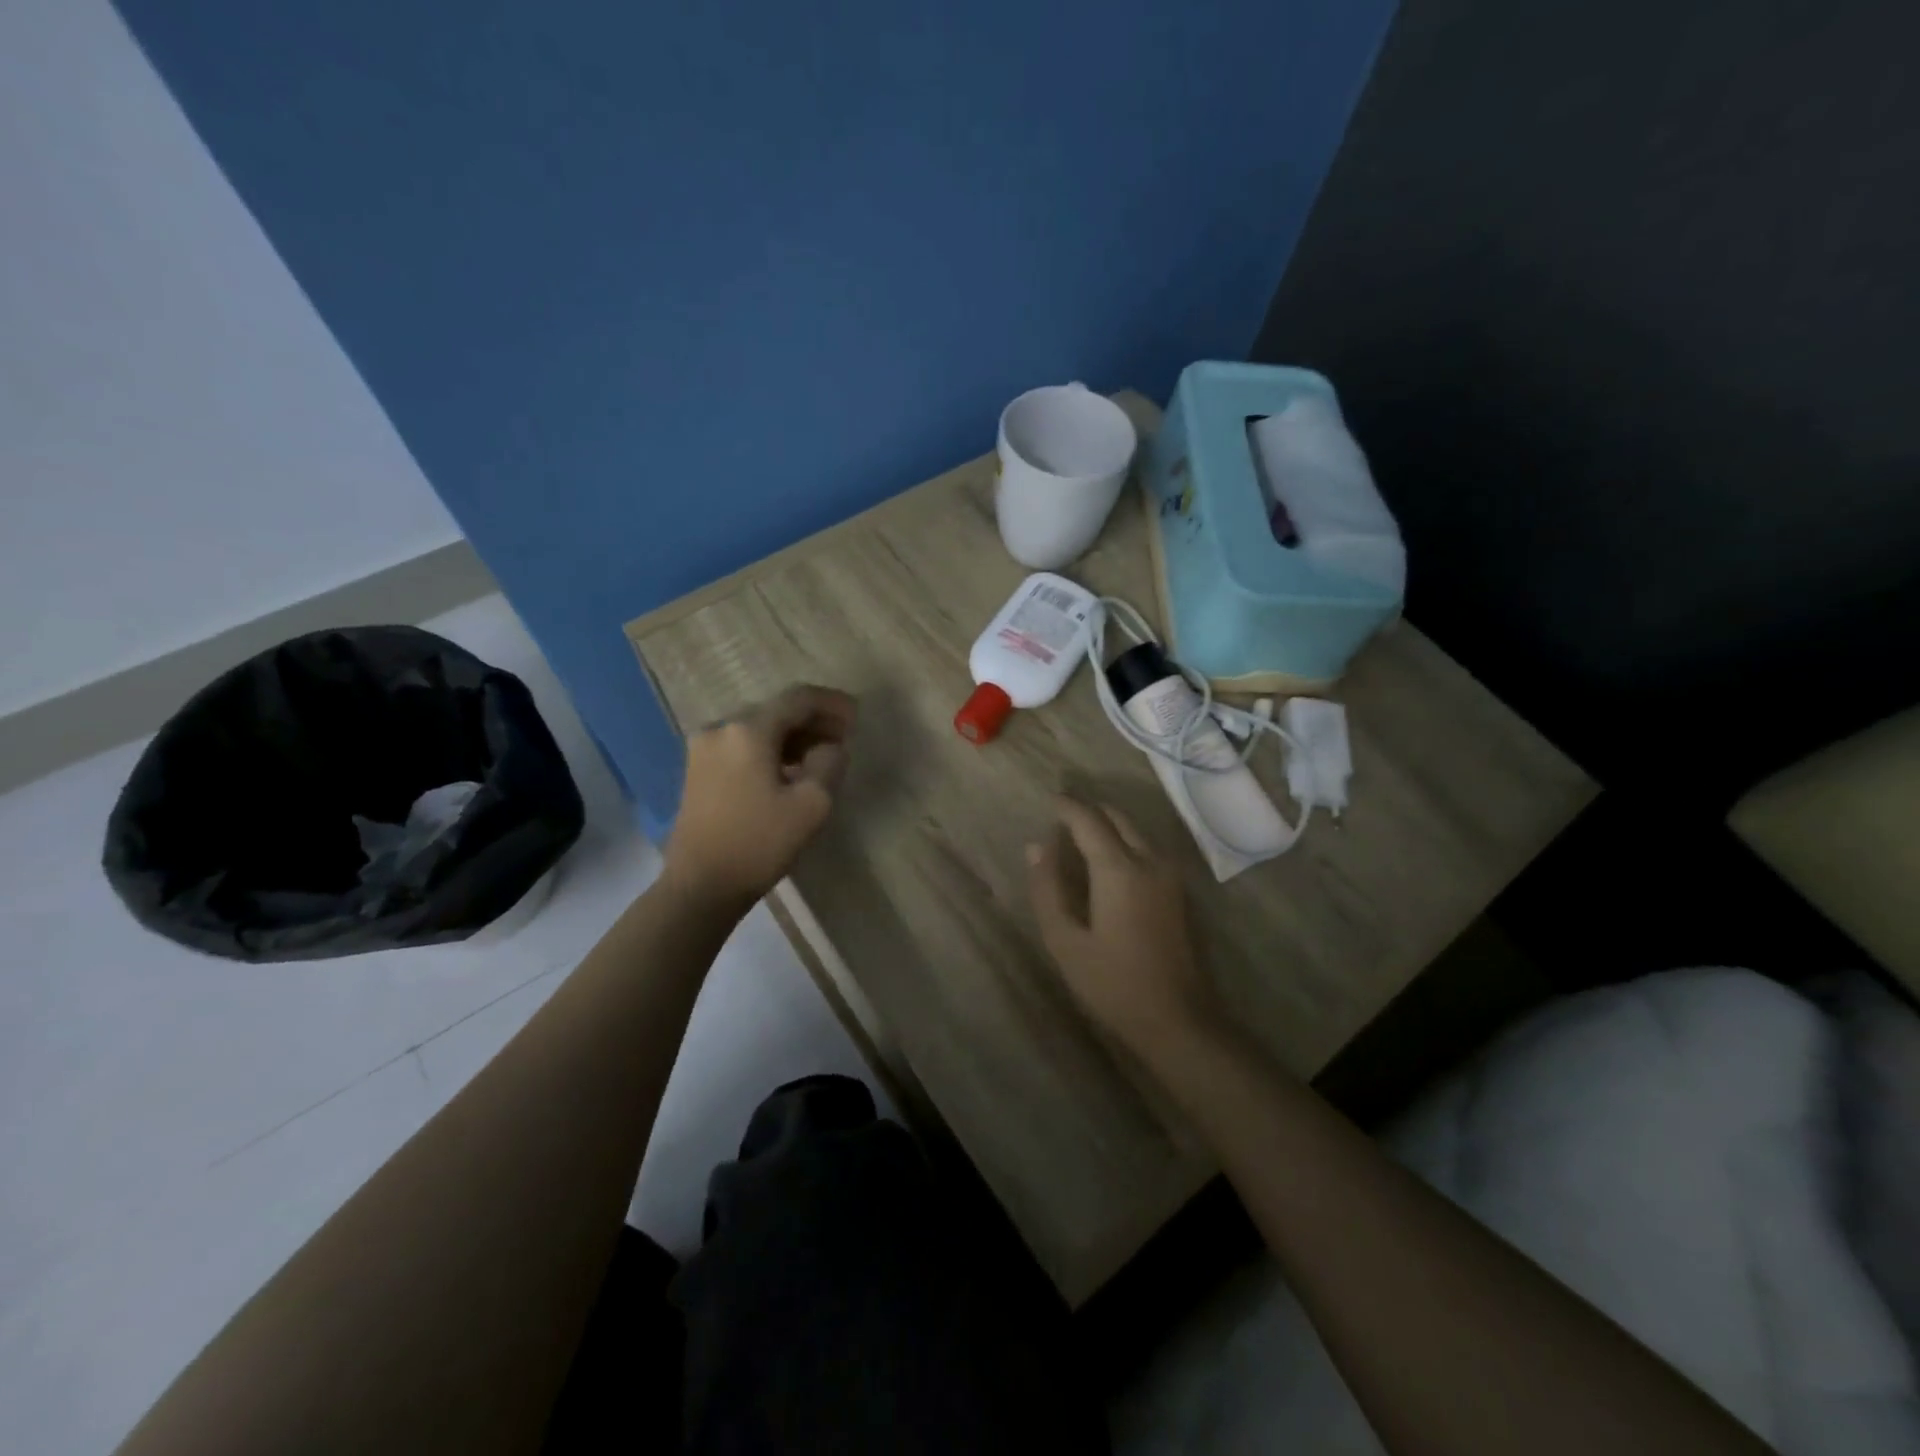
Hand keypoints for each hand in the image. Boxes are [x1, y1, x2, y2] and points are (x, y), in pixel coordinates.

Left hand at [662, 685, 856, 909]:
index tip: (857, 717)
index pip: (798, 699)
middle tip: (844, 738)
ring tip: (822, 755)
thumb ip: (829, 763)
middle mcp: (721, 728)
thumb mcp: (812, 804)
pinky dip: (770, 750)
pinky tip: (790, 770)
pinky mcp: (698, 770)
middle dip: (813, 721)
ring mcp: (704, 749)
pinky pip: (742, 746)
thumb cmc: (760, 843)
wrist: (701, 886)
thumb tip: (831, 747)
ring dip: (792, 737)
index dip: (832, 703)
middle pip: (776, 711)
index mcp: (748, 730)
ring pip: (759, 729)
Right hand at [1027, 795, 1221, 1057]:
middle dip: (1087, 811)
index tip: (1047, 801)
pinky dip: (1123, 841)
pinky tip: (1106, 865)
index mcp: (1119, 868)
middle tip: (1059, 820)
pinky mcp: (1179, 890)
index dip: (1065, 806)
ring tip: (1077, 842)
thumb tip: (1035, 846)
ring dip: (1107, 825)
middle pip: (1116, 816)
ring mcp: (1170, 874)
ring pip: (1135, 830)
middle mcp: (1149, 859)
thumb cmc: (1113, 983)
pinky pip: (1147, 847)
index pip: (1088, 819)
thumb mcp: (1065, 941)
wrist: (1179, 1019)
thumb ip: (1047, 888)